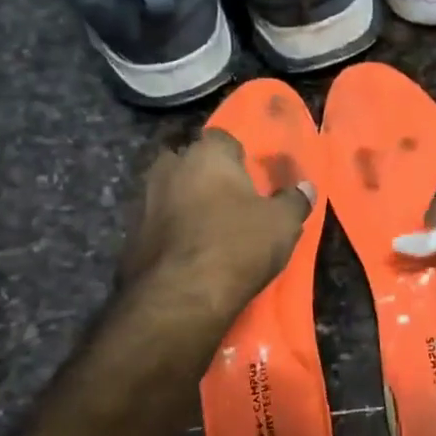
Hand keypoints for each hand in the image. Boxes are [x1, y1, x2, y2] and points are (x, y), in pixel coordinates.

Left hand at [119, 129, 313, 318]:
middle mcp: (169, 168)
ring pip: (169, 192)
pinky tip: (188, 253)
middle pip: (190, 162)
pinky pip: (157, 224)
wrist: (179, 297)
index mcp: (206, 155)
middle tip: (229, 201)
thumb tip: (305, 187)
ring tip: (209, 229)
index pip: (222, 138)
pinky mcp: (130, 235)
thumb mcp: (282, 224)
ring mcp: (144, 201)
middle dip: (206, 176)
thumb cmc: (237, 245)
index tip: (250, 178)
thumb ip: (294, 200)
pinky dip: (171, 232)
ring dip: (185, 204)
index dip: (237, 156)